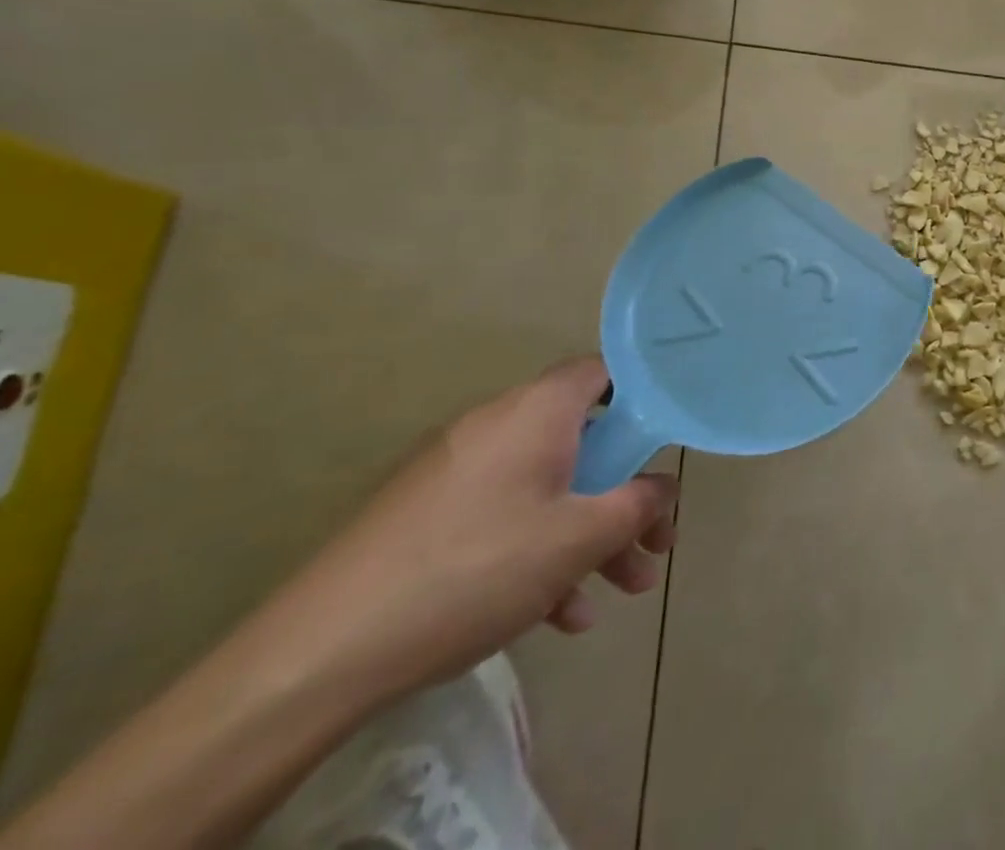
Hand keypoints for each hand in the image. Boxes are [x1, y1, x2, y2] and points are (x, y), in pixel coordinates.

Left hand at [261, 356, 675, 705]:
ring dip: (589, 534)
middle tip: (654, 543)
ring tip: (619, 591)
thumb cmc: (475, 570)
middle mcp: (497, 425)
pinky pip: (503, 515)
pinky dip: (538, 550)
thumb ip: (637, 504)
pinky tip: (558, 615)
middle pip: (582, 442)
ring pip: (546, 487)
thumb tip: (663, 487)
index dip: (643, 396)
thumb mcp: (578, 539)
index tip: (665, 440)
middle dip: (624, 494)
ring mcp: (457, 470)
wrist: (318, 654)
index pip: (604, 371)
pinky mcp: (427, 514)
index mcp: (536, 410)